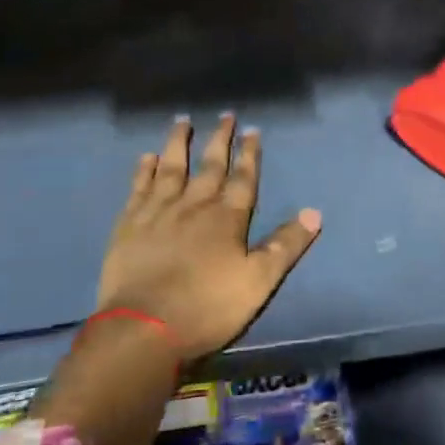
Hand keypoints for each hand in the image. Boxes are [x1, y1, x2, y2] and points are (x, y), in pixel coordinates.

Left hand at [97, 115, 322, 362]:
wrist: (143, 328)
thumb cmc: (207, 307)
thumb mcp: (258, 281)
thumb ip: (285, 245)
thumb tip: (315, 212)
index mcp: (227, 218)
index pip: (243, 178)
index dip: (249, 154)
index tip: (252, 130)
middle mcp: (193, 205)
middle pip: (209, 166)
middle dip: (220, 140)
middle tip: (225, 115)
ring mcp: (158, 212)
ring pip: (171, 168)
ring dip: (178, 143)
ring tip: (183, 121)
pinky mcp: (129, 225)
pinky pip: (138, 188)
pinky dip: (143, 170)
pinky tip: (146, 157)